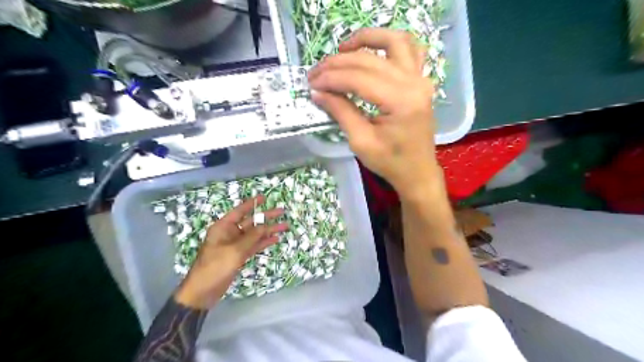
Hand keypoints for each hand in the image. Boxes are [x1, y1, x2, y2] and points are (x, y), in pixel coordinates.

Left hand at [175, 197, 286, 308]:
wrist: (203, 291)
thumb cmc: (215, 267)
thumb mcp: (234, 250)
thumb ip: (251, 237)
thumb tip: (265, 226)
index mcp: (223, 227)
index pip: (240, 211)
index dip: (252, 204)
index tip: (264, 197)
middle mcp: (230, 233)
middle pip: (251, 222)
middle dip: (266, 217)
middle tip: (282, 211)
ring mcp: (235, 245)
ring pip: (255, 234)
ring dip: (269, 231)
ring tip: (285, 226)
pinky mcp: (239, 255)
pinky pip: (254, 245)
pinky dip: (264, 242)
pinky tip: (275, 239)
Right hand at [308, 28, 440, 194]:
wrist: (417, 171)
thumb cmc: (390, 162)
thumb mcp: (361, 141)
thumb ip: (341, 112)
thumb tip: (318, 92)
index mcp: (401, 102)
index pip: (359, 78)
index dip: (331, 78)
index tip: (311, 83)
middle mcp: (414, 83)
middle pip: (370, 60)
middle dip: (338, 63)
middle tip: (317, 73)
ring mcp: (421, 79)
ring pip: (393, 42)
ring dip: (366, 39)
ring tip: (342, 49)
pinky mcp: (420, 81)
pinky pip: (410, 49)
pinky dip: (389, 43)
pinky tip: (372, 49)